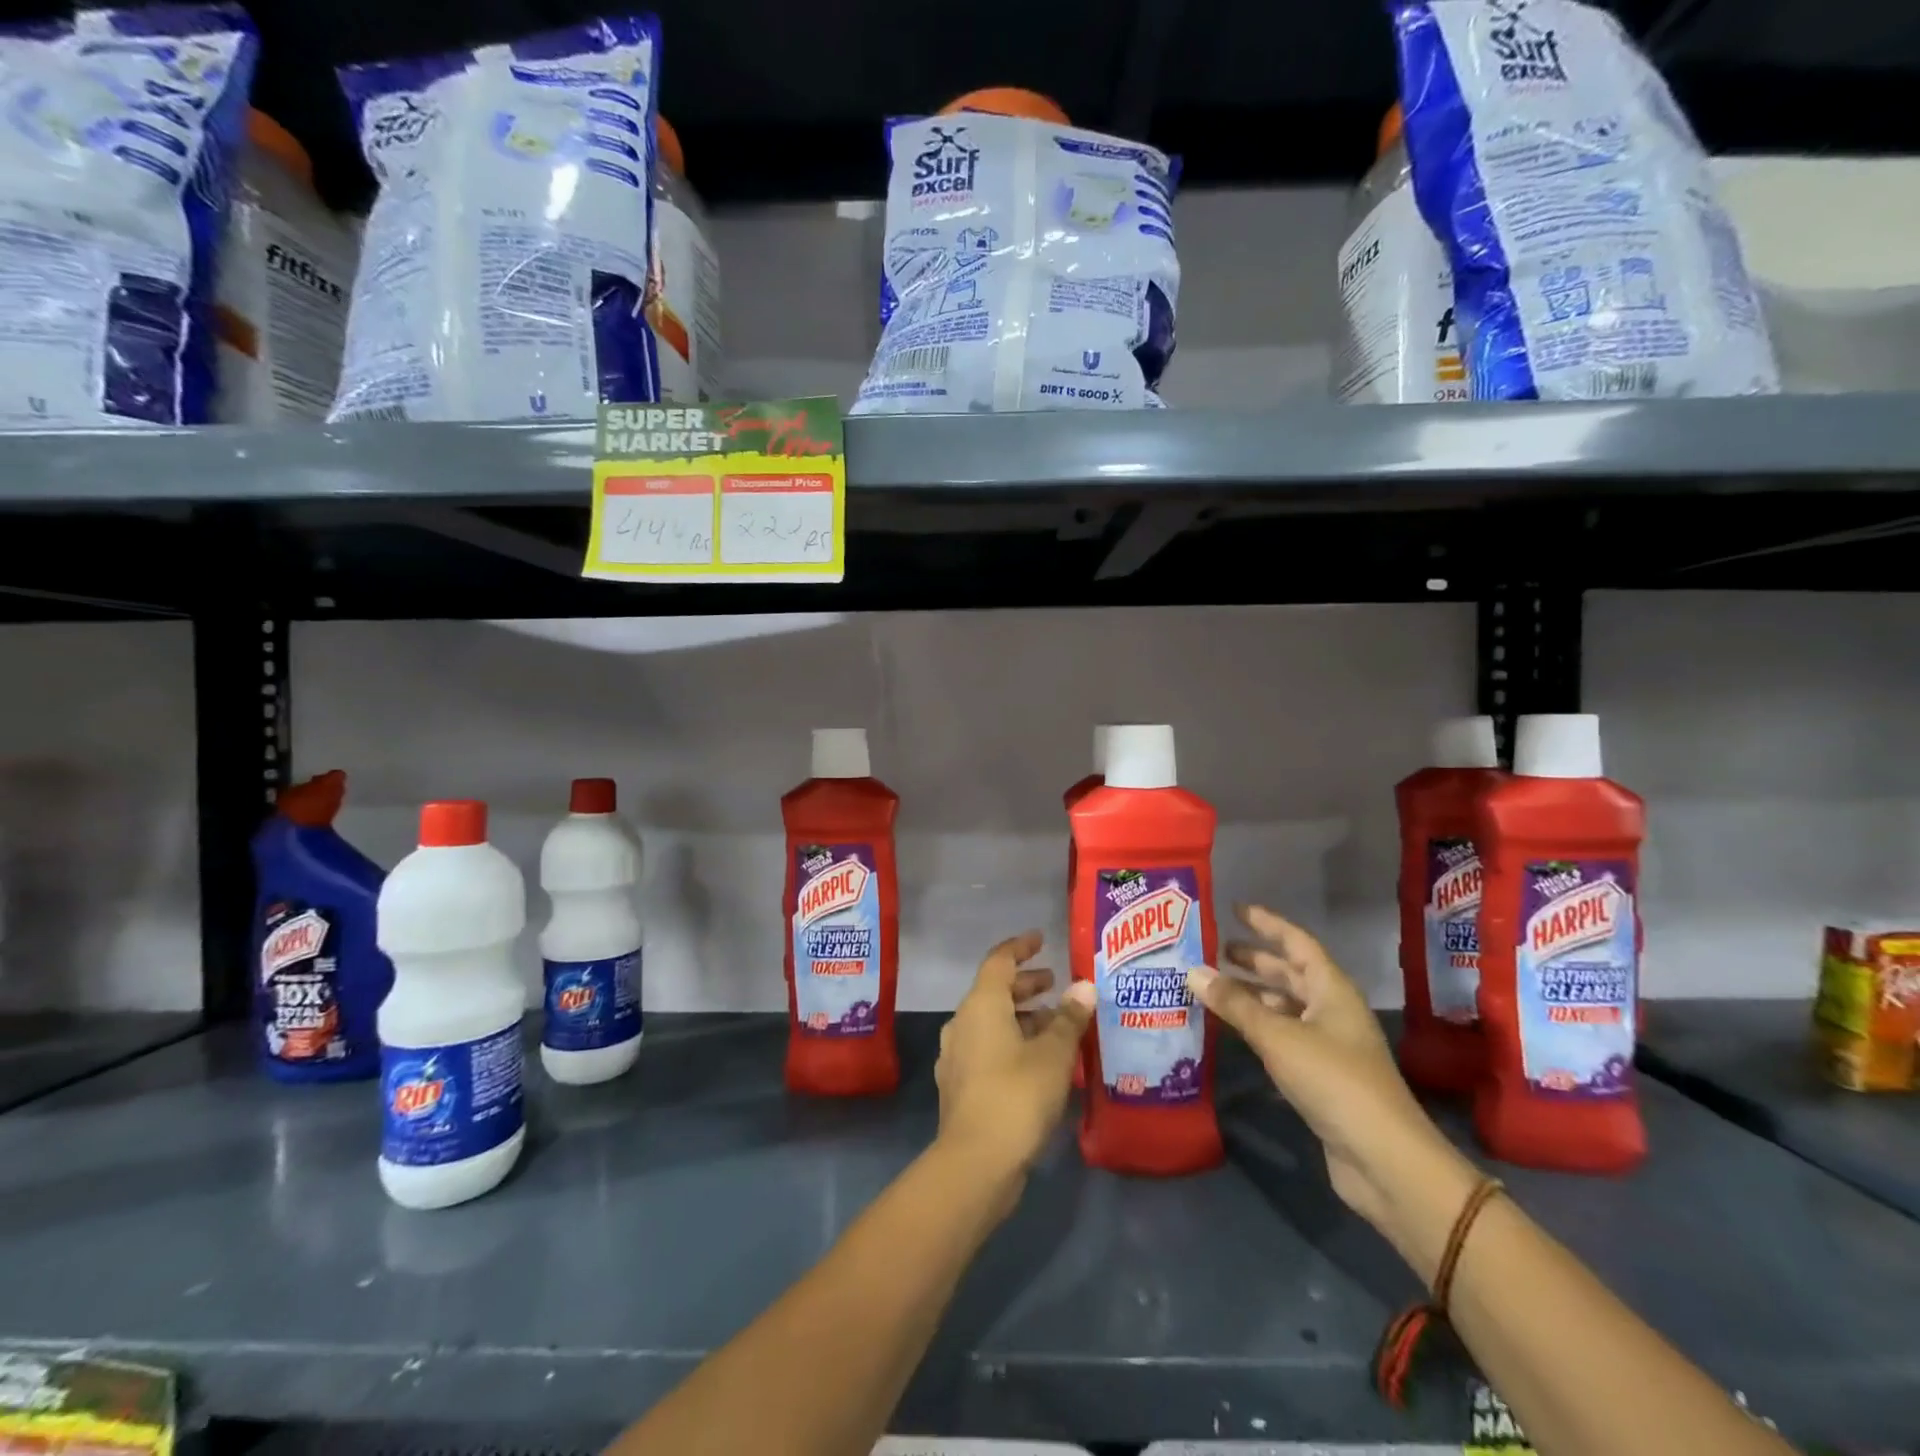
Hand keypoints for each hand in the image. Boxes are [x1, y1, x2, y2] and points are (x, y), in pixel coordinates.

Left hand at [934, 932, 1095, 1196]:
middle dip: (1025, 985)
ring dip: (1021, 1017)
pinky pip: (987, 1048)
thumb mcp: (1053, 1054)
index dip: (1020, 947)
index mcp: (981, 1005)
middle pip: (994, 991)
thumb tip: (1084, 986)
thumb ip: (1069, 1018)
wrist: (976, 1162)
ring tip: (1056, 1024)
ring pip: (990, 1022)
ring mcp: (957, 1055)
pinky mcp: (960, 1085)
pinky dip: (1011, 1042)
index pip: (999, 960)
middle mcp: (963, 1023)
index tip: (1041, 939)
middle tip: (1056, 984)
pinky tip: (1037, 1060)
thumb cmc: (1017, 1095)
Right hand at [1188, 905, 1474, 1261]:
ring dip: (1252, 996)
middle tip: (1214, 950)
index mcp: (1331, 990)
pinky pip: (1283, 1037)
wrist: (1383, 1159)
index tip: (1235, 909)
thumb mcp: (1278, 1036)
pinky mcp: (1320, 1076)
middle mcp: (1331, 1010)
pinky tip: (1232, 1032)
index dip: (1267, 923)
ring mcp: (1328, 1044)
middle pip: (1290, 974)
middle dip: (1254, 961)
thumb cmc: (1333, 1080)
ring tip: (1213, 988)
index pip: (1296, 943)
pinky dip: (1258, 1028)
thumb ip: (1234, 1004)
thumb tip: (1192, 971)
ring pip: (1285, 1007)